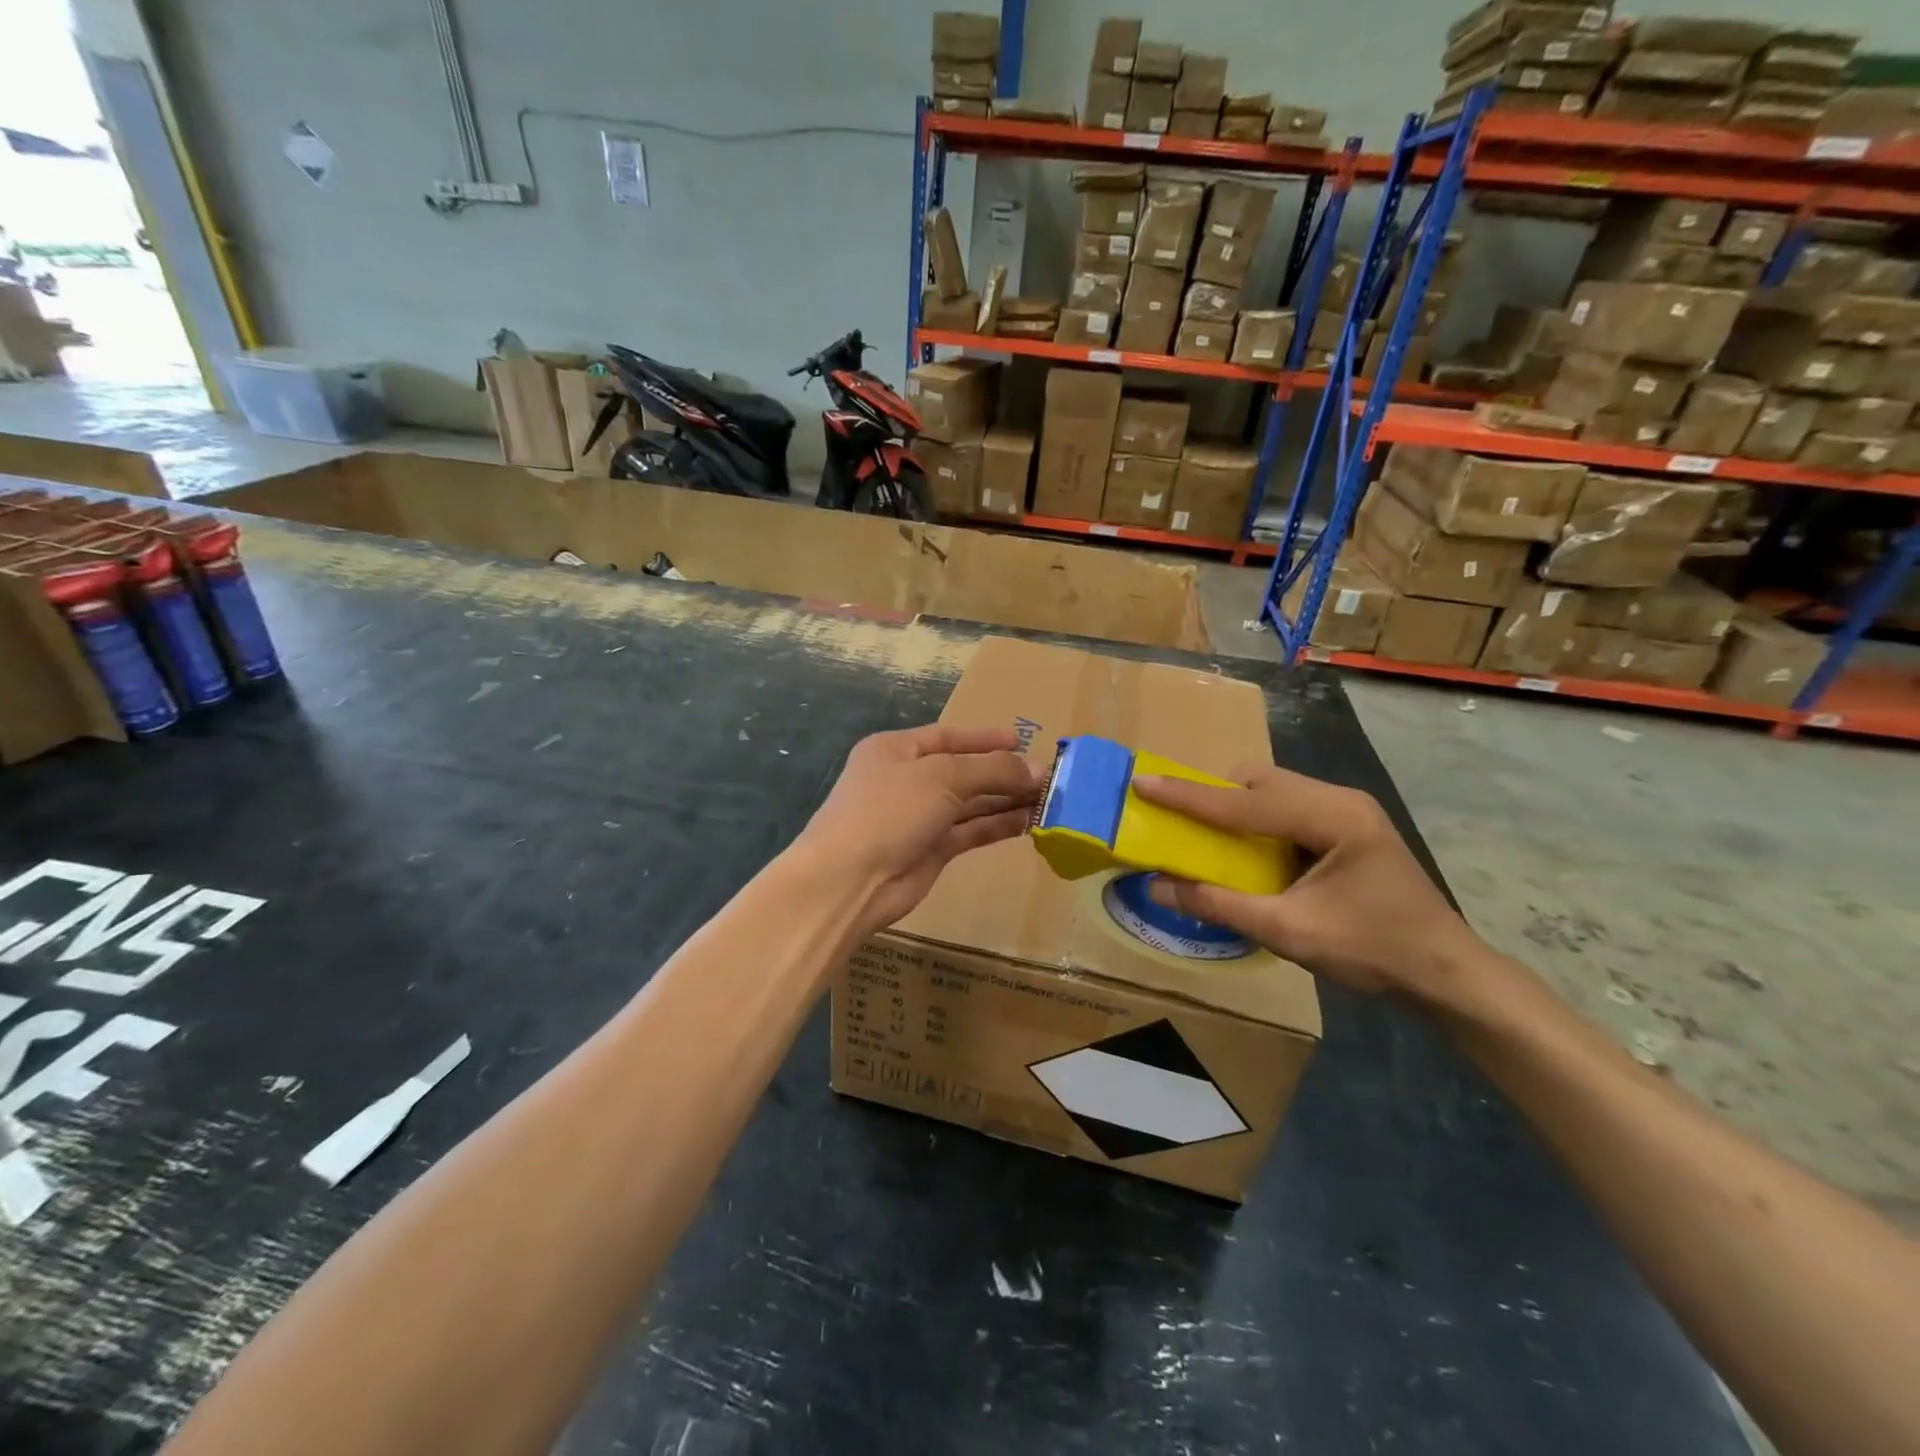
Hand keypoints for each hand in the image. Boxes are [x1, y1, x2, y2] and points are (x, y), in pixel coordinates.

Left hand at [797, 724, 1039, 935]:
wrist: (850, 881)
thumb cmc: (889, 811)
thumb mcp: (942, 777)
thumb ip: (991, 770)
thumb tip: (1038, 768)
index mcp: (896, 749)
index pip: (948, 737)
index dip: (985, 739)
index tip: (1022, 741)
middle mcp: (906, 780)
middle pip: (963, 770)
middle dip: (1003, 772)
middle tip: (1048, 776)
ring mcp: (918, 817)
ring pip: (970, 803)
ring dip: (1005, 800)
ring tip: (1047, 798)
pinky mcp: (930, 850)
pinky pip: (970, 831)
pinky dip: (997, 825)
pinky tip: (1028, 822)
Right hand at [1131, 765, 1481, 998]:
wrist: (1447, 973)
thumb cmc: (1373, 951)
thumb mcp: (1288, 932)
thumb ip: (1219, 905)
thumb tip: (1157, 886)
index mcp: (1332, 818)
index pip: (1244, 802)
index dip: (1188, 796)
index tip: (1143, 783)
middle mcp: (1339, 799)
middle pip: (1259, 780)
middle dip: (1215, 796)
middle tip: (1182, 823)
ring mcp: (1348, 809)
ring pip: (1273, 788)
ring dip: (1236, 807)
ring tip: (1213, 840)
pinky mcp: (1349, 824)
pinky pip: (1288, 805)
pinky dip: (1258, 819)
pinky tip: (1254, 852)